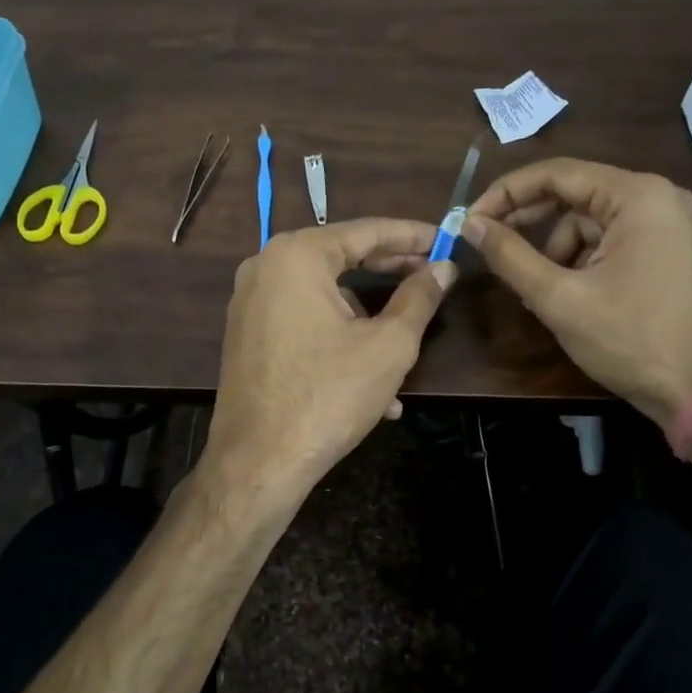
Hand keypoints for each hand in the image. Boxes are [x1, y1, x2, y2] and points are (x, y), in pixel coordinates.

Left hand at [202, 219, 454, 497]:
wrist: (258, 461)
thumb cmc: (329, 395)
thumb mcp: (389, 345)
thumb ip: (419, 297)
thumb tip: (444, 268)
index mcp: (297, 256)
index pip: (366, 231)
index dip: (412, 235)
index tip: (445, 238)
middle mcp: (265, 267)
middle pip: (342, 257)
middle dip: (391, 271)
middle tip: (433, 275)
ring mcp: (249, 302)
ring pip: (325, 296)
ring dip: (367, 319)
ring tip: (406, 351)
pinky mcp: (246, 335)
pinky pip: (303, 322)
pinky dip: (337, 339)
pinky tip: (369, 383)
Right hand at [462, 159, 691, 423]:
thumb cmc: (630, 340)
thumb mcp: (560, 299)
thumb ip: (510, 256)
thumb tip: (470, 225)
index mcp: (637, 196)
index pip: (557, 174)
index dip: (506, 193)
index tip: (471, 220)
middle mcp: (658, 197)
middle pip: (574, 194)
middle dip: (529, 221)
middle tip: (488, 245)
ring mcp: (668, 225)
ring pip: (589, 222)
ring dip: (555, 250)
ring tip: (539, 292)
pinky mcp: (669, 251)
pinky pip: (610, 241)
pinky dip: (581, 261)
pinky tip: (568, 296)